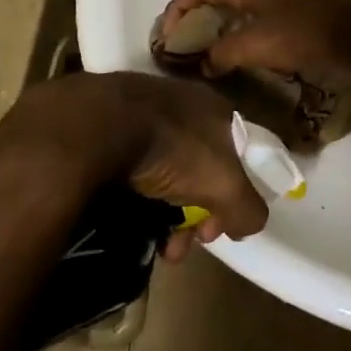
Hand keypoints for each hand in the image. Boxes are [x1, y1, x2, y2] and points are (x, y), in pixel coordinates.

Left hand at [117, 73, 270, 256]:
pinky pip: (130, 167)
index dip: (230, 198)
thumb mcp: (227, 186)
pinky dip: (133, 197)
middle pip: (198, 171)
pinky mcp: (109, 125)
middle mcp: (183, 106)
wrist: (102, 125)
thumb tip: (248, 224)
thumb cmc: (175, 149)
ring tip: (153, 244)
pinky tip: (125, 220)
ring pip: (163, 174)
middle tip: (179, 244)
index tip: (213, 229)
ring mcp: (143, 112)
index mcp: (217, 110)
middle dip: (193, 216)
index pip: (235, 159)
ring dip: (163, 215)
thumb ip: (248, 209)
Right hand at [159, 0, 350, 80]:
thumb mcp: (253, 45)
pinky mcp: (283, 16)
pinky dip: (231, 35)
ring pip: (229, 9)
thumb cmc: (298, 34)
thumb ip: (222, 54)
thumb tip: (205, 65)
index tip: (164, 34)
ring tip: (199, 53)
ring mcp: (269, 0)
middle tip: (178, 43)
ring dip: (211, 28)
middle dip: (190, 17)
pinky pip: (246, 21)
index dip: (175, 8)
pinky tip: (231, 57)